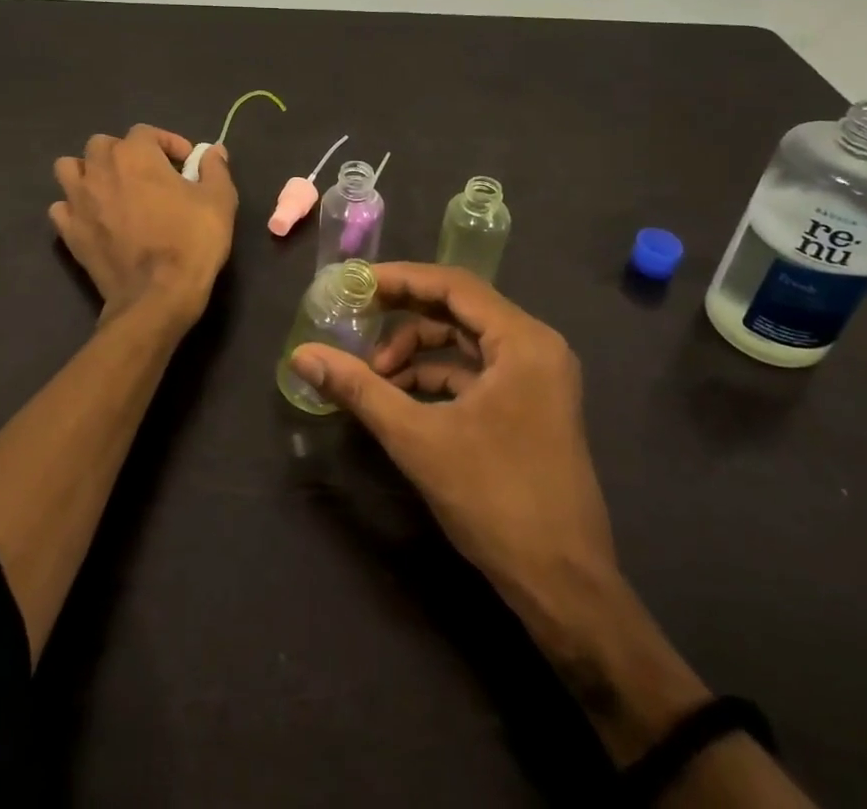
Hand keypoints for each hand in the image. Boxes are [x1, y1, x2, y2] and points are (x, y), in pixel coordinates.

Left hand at [51, 124, 237, 326]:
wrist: (157, 296)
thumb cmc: (191, 241)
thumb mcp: (219, 200)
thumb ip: (215, 168)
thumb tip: (214, 151)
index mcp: (135, 155)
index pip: (145, 131)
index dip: (168, 142)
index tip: (186, 164)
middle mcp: (100, 169)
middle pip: (102, 144)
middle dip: (124, 153)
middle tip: (148, 175)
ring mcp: (78, 201)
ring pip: (69, 168)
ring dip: (88, 172)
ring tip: (111, 188)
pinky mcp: (69, 232)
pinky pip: (61, 207)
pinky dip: (74, 207)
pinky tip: (94, 218)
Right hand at [287, 263, 617, 659]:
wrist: (565, 588)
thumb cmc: (495, 500)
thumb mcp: (418, 439)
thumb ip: (359, 389)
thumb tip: (301, 355)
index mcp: (523, 341)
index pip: (453, 285)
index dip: (400, 279)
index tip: (355, 285)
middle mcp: (536, 347)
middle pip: (459, 309)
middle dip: (404, 316)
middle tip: (356, 322)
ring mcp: (538, 378)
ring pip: (466, 342)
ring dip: (417, 352)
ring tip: (374, 377)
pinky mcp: (532, 406)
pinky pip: (477, 371)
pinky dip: (437, 377)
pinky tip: (401, 398)